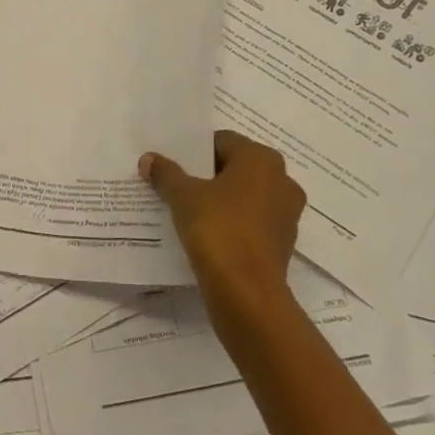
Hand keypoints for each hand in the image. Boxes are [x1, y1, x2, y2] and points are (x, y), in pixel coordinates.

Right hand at [140, 131, 303, 305]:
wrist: (246, 293)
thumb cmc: (218, 228)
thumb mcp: (183, 196)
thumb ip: (166, 173)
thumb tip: (148, 159)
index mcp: (262, 159)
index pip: (222, 141)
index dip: (194, 151)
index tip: (173, 164)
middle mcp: (282, 180)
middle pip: (236, 168)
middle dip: (207, 175)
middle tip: (177, 184)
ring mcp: (286, 214)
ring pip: (245, 197)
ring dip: (221, 200)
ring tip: (188, 210)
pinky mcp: (282, 244)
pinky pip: (251, 223)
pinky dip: (232, 224)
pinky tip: (206, 234)